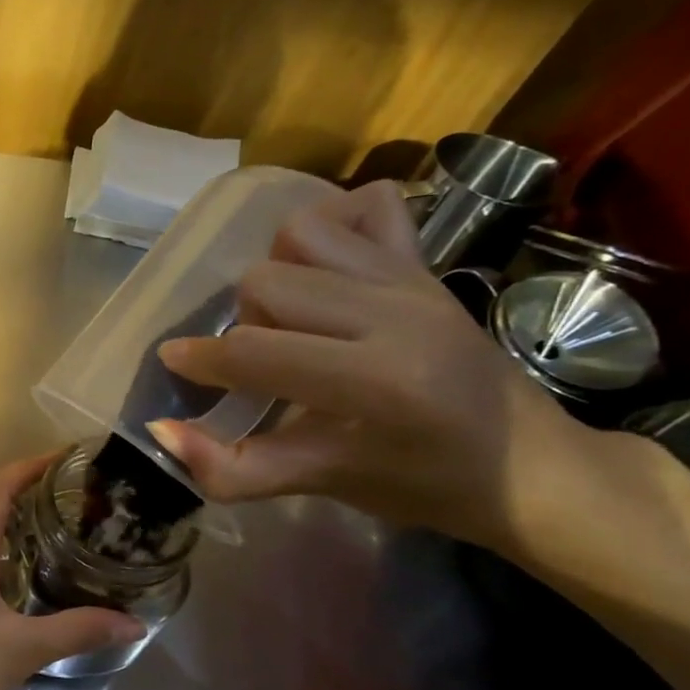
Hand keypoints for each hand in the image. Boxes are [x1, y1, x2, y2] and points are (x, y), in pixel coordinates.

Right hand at [144, 180, 592, 550]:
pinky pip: (366, 205)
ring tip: (291, 316)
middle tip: (263, 359)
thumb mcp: (323, 484)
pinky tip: (325, 270)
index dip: (201, 359)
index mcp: (376, 380)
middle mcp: (395, 313)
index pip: (256, 351)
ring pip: (302, 234)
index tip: (175, 362)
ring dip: (277, 273)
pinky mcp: (426, 261)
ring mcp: (413, 277)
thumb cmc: (421, 483)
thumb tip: (160, 431)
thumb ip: (233, 468)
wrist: (529, 464)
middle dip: (245, 322)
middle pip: (266, 282)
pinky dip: (332, 225)